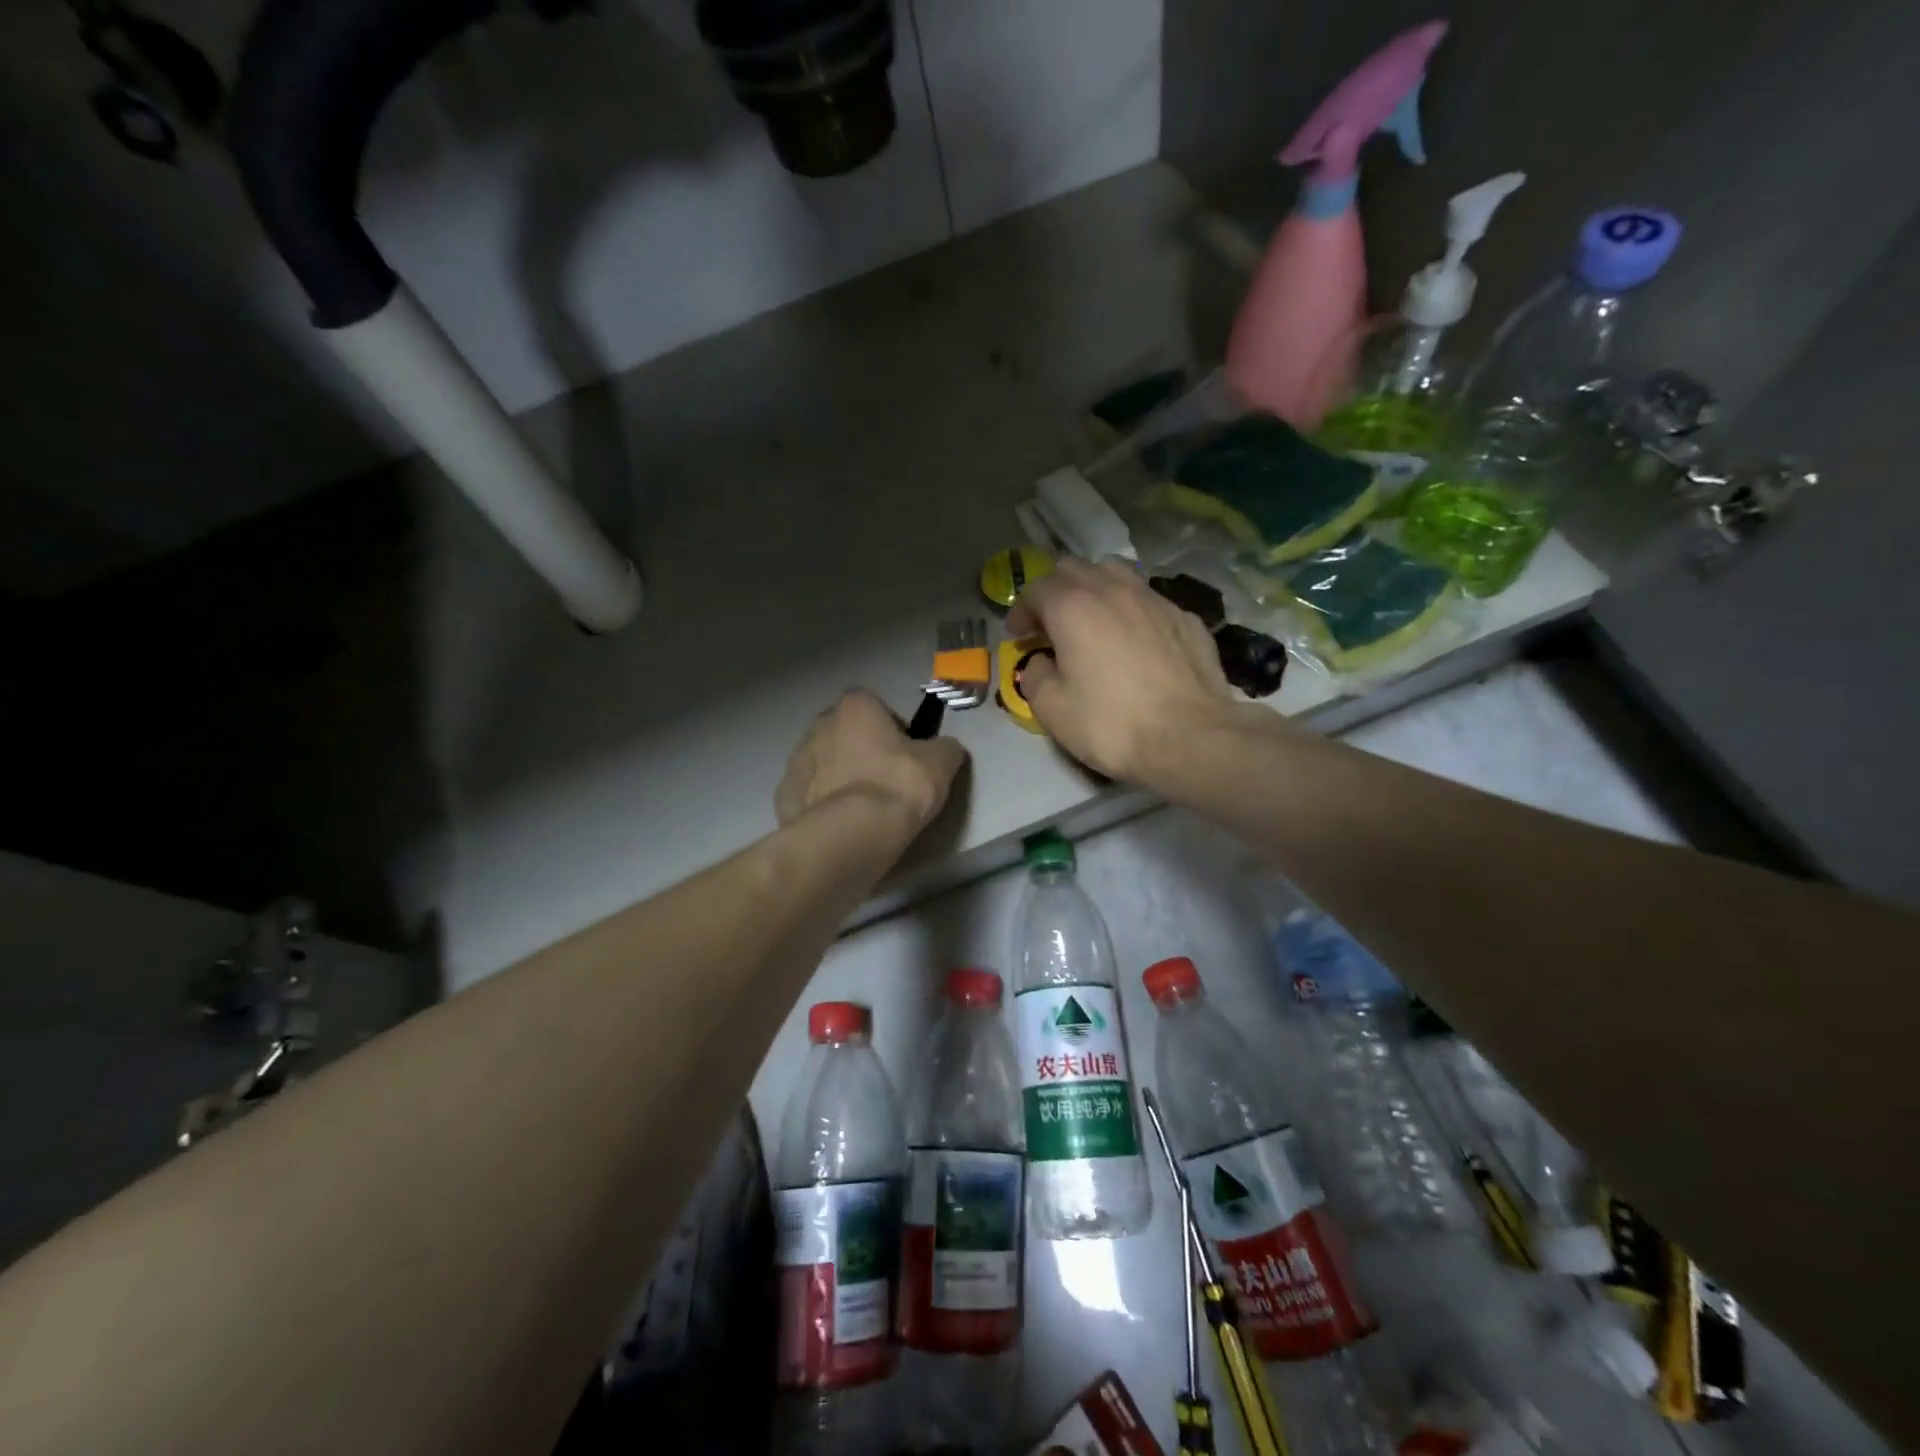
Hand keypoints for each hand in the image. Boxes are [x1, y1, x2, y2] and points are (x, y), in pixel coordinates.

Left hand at [776, 689, 967, 832]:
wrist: (849, 835)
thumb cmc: (897, 786)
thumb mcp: (941, 764)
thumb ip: (944, 748)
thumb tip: (945, 749)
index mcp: (855, 707)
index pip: (874, 706)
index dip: (891, 728)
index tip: (905, 755)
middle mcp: (819, 725)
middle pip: (845, 733)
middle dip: (861, 751)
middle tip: (885, 781)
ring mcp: (796, 761)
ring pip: (824, 764)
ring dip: (839, 778)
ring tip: (863, 810)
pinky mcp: (784, 797)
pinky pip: (809, 795)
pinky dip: (822, 805)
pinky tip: (841, 825)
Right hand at [1007, 557, 1237, 783]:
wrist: (1190, 738)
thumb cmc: (1111, 723)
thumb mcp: (1051, 709)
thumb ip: (1035, 675)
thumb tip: (1041, 662)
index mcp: (1073, 606)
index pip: (1036, 589)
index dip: (1021, 610)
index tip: (1018, 635)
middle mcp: (1113, 590)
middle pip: (1075, 569)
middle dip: (1056, 591)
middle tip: (1051, 624)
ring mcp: (1155, 599)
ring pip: (1116, 573)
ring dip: (1096, 589)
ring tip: (1093, 619)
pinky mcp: (1186, 617)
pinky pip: (1149, 601)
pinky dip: (1132, 611)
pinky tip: (1136, 640)